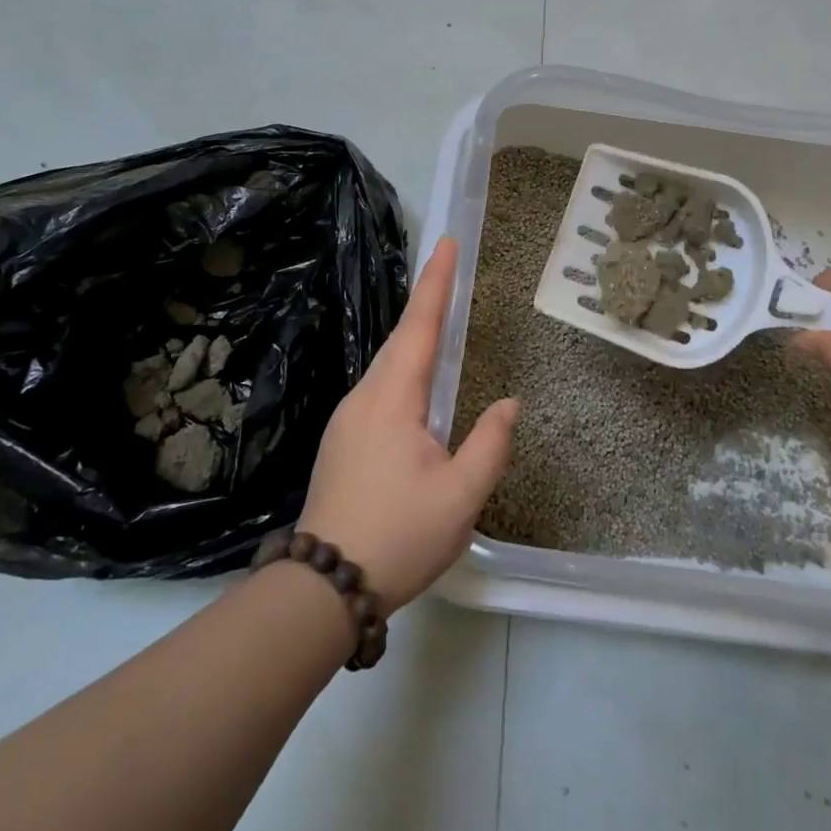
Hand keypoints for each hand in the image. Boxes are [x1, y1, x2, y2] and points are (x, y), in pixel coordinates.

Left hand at [298, 237, 517, 610]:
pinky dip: (404, 370)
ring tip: (440, 318)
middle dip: (426, 301)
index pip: (419, 326)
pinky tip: (417, 387)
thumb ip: (489, 443)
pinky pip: (380, 390)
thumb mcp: (460, 496)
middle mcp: (364, 397)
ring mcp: (348, 419)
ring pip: (388, 366)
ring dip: (415, 338)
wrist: (323, 588)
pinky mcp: (343, 442)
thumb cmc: (398, 536)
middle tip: (450, 269)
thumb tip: (508, 404)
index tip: (446, 243)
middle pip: (401, 339)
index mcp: (392, 398)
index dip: (435, 282)